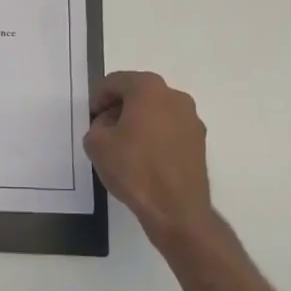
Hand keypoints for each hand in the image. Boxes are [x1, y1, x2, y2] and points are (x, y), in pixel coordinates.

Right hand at [83, 71, 217, 255]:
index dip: (98, 97)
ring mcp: (191, 119)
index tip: (91, 118)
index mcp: (149, 89)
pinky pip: (170, 128)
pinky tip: (145, 158)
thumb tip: (109, 126)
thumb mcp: (97, 144)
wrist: (176, 209)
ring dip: (139, 121)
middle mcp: (175, 96)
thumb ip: (96, 126)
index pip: (116, 81)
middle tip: (105, 129)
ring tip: (125, 146)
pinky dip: (156, 135)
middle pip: (139, 93)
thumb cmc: (134, 169)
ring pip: (157, 110)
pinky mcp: (199, 141)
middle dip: (119, 107)